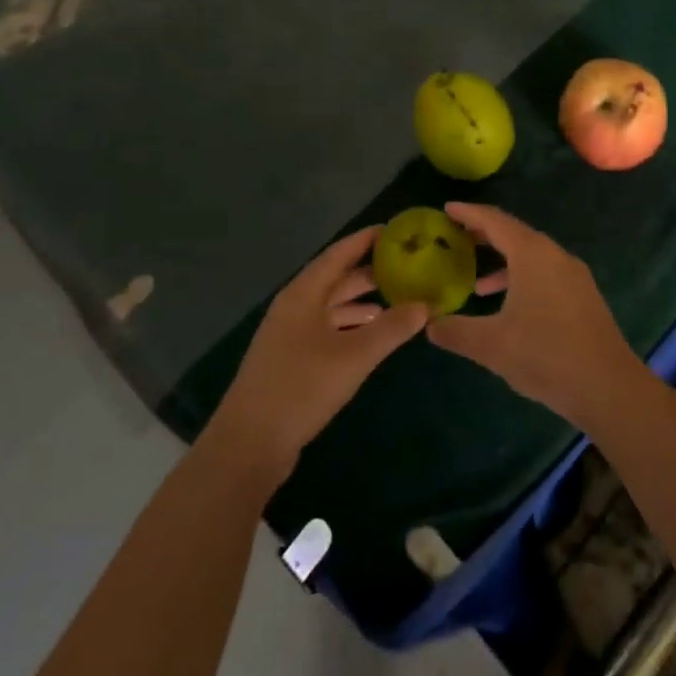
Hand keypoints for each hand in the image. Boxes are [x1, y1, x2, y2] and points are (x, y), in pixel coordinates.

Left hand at [205, 227, 428, 487]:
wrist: (249, 444)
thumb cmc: (301, 387)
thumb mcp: (354, 356)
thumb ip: (392, 328)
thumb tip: (426, 305)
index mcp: (303, 294)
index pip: (339, 253)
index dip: (367, 239)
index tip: (398, 231)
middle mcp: (294, 306)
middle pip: (336, 278)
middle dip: (370, 271)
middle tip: (407, 266)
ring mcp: (290, 334)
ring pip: (331, 305)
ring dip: (362, 300)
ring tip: (398, 298)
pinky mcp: (291, 359)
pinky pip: (327, 328)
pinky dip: (351, 325)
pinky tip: (372, 334)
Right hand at [428, 203, 645, 429]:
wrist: (608, 386)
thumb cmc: (546, 355)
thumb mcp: (491, 345)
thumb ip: (455, 331)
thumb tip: (429, 325)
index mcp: (533, 255)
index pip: (496, 221)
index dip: (469, 213)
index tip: (447, 208)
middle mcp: (555, 256)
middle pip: (515, 234)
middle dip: (485, 234)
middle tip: (455, 236)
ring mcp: (574, 276)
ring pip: (532, 257)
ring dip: (503, 262)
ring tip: (475, 281)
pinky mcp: (583, 297)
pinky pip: (545, 274)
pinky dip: (521, 279)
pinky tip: (509, 307)